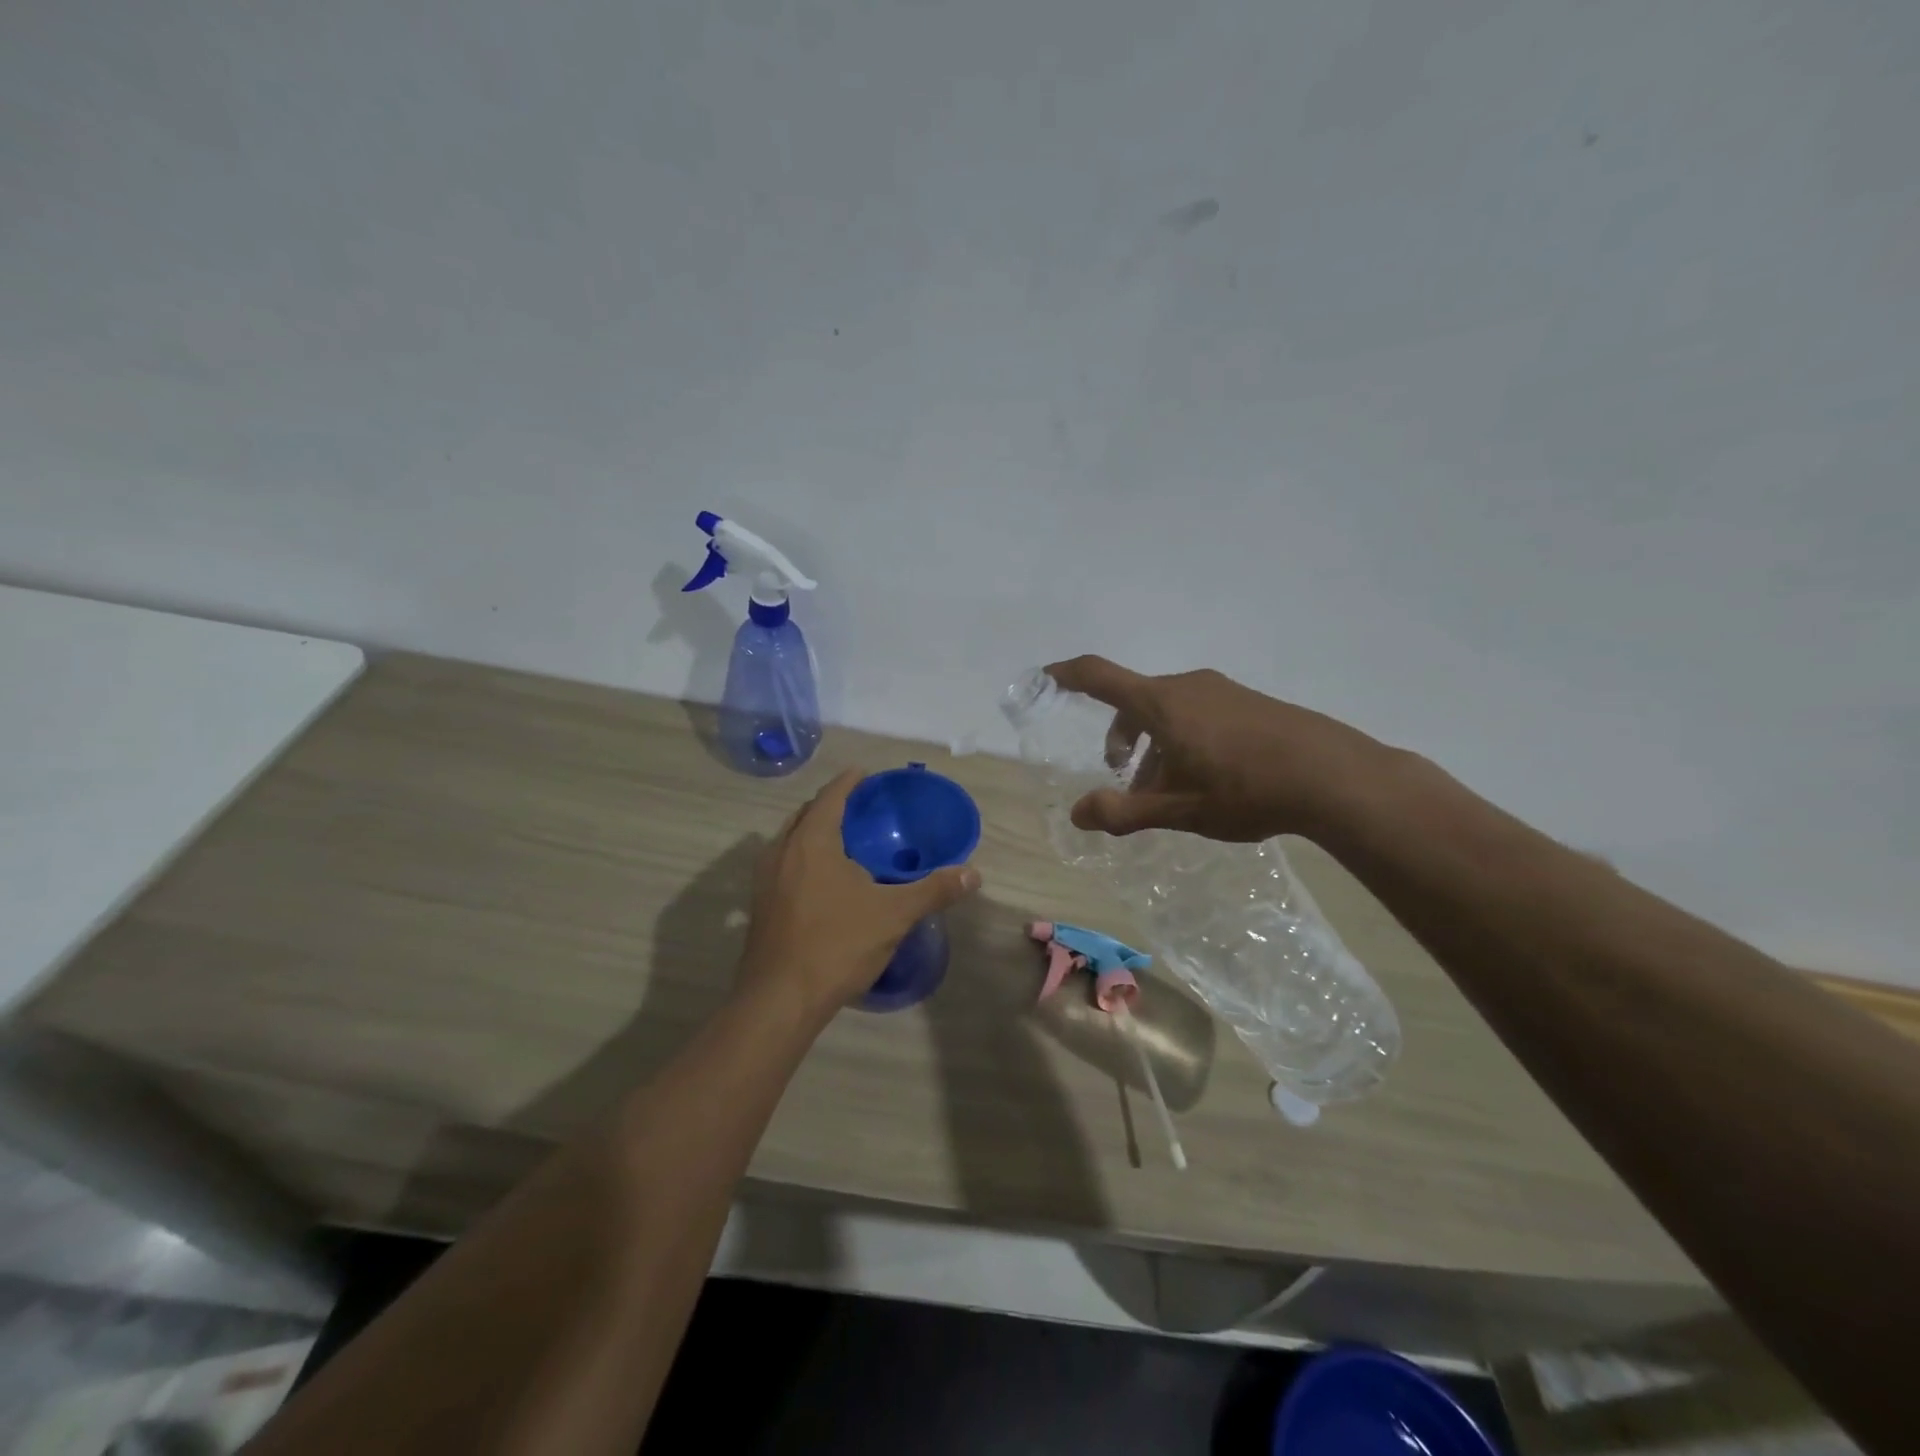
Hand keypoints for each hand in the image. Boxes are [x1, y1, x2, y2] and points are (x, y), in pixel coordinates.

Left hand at [739, 770, 980, 1018]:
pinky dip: (803, 858)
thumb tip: (973, 874)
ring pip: (790, 840)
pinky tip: (823, 881)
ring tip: (843, 840)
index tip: (865, 773)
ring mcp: (764, 879)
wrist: (780, 999)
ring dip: (813, 831)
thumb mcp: (894, 915)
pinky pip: (783, 865)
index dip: (849, 782)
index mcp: (811, 841)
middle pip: (805, 814)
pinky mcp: (760, 906)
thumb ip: (933, 890)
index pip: (830, 796)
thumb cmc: (837, 944)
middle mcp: (781, 851)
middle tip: (858, 807)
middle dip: (830, 805)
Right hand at [1046, 656, 1395, 842]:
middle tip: (1127, 780)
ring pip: (1168, 710)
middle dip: (1121, 738)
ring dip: (1155, 744)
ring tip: (1170, 789)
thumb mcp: (1177, 809)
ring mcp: (1222, 690)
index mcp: (1161, 704)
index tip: (1044, 677)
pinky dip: (1183, 738)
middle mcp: (1187, 686)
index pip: (1099, 676)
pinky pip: (1198, 712)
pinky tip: (1209, 778)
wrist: (1333, 775)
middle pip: (1135, 701)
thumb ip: (1123, 811)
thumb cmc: (1244, 789)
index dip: (1066, 674)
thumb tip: (1078, 813)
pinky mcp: (1248, 702)